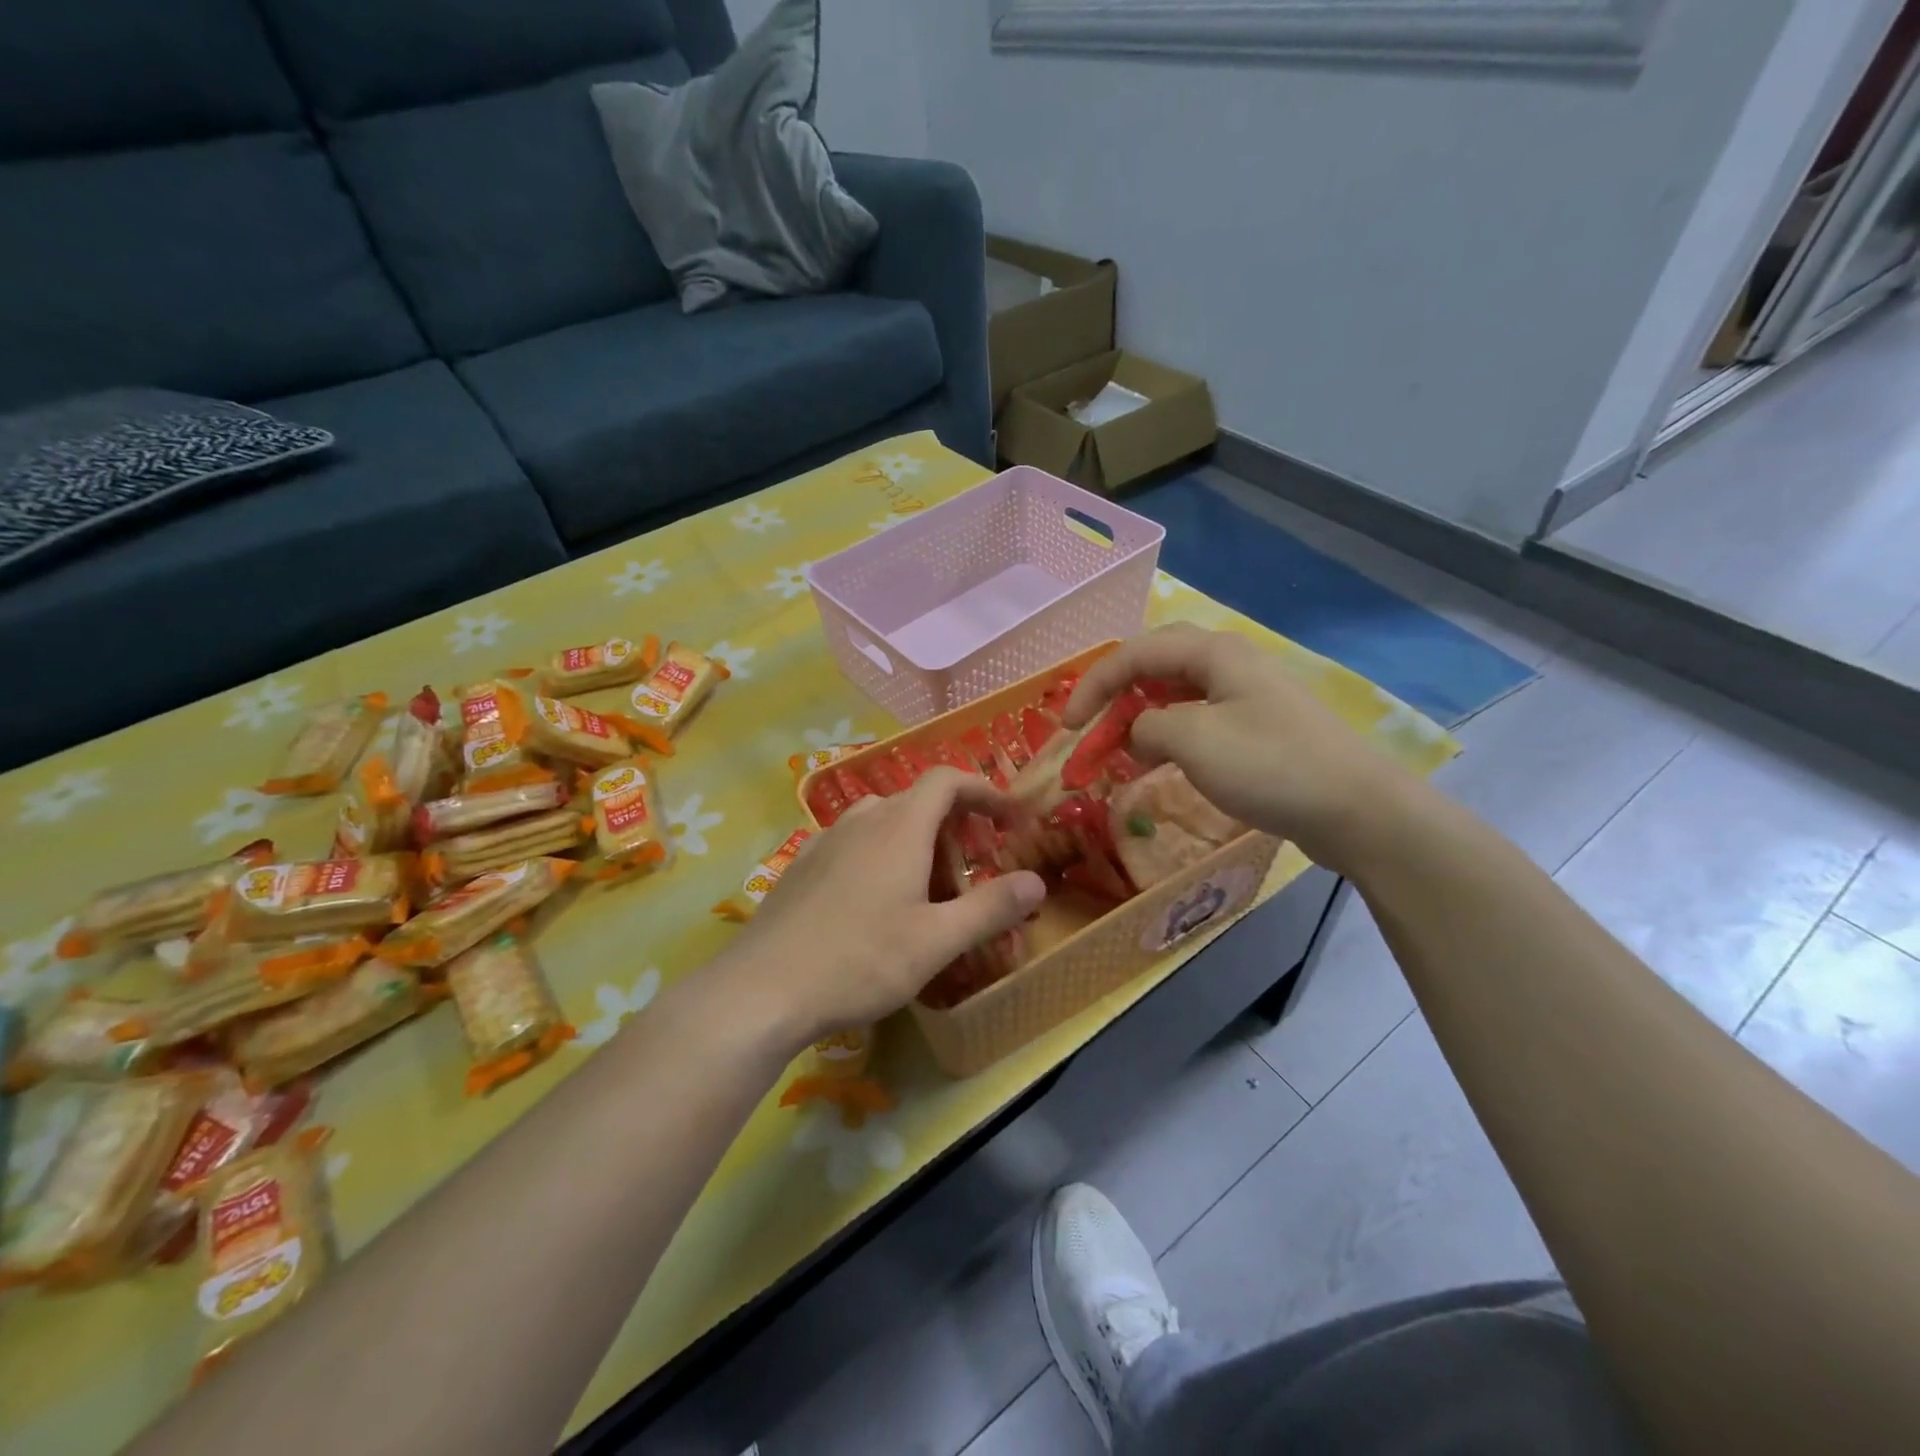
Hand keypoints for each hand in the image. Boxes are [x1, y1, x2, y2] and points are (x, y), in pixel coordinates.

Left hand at [729, 769, 1045, 1048]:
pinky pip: (855, 844)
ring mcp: (825, 840)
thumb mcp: (936, 940)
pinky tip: (877, 905)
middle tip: (972, 873)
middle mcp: (862, 820)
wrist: (762, 989)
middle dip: (954, 827)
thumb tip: (1037, 882)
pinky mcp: (802, 865)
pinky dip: (881, 857)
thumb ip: (990, 907)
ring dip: (916, 844)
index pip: (948, 780)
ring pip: (884, 823)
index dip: (984, 791)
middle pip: (918, 802)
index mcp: (899, 826)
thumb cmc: (860, 960)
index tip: (1009, 820)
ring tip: (928, 892)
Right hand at [1064, 625, 1424, 876]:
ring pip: (1177, 694)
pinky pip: (1199, 720)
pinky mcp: (1260, 728)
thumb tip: (1138, 733)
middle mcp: (1231, 664)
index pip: (1135, 653)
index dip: (1093, 684)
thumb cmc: (1270, 766)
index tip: (1065, 725)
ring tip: (1117, 749)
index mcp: (1214, 654)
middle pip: (1156, 665)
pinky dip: (1169, 736)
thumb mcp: (1193, 741)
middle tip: (1088, 726)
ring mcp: (1248, 695)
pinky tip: (1158, 762)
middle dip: (1115, 693)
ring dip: (1140, 717)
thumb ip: (1148, 727)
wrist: (1356, 809)